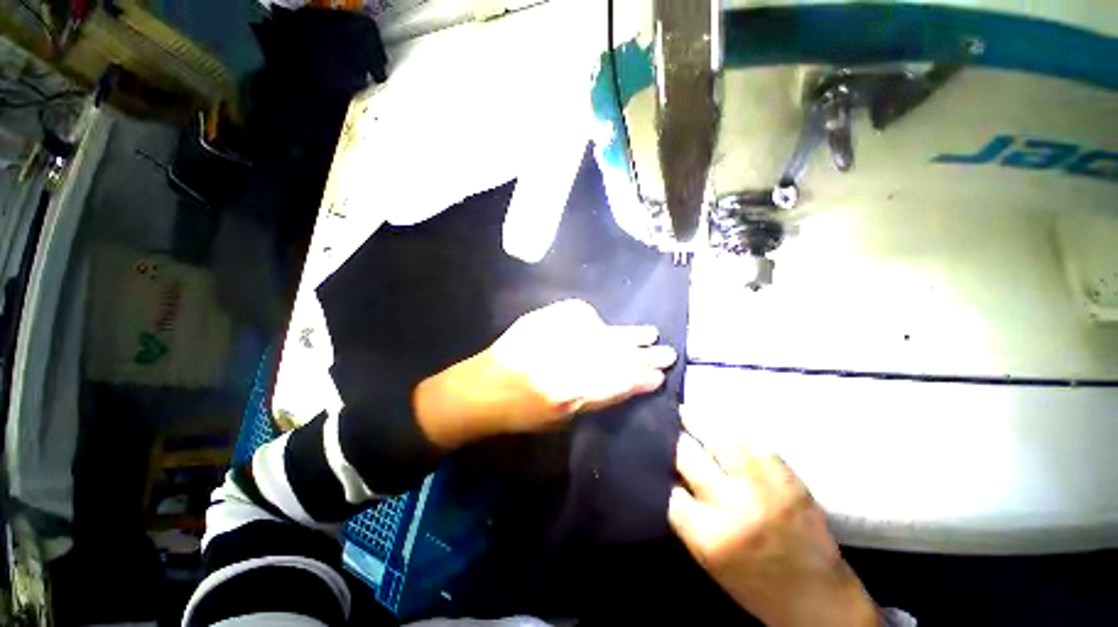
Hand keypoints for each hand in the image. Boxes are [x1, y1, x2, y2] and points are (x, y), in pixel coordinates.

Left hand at [415, 299, 676, 447]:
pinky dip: (595, 320)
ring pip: (599, 334)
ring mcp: (550, 336)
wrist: (480, 388)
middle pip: (611, 355)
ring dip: (626, 335)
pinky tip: (605, 325)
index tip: (659, 376)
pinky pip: (576, 314)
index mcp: (566, 394)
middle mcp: (561, 361)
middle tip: (666, 353)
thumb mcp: (561, 419)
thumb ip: (596, 399)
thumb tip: (628, 384)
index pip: (614, 382)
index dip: (639, 378)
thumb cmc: (520, 414)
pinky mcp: (539, 320)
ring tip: (649, 334)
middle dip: (641, 355)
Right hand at [668, 412, 876, 626]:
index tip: (654, 456)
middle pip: (687, 455)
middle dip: (674, 441)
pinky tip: (721, 426)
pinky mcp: (787, 475)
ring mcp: (763, 485)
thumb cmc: (753, 584)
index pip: (668, 486)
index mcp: (709, 534)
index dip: (659, 470)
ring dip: (698, 422)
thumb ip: (686, 514)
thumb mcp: (707, 557)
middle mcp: (733, 504)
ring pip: (718, 437)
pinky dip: (731, 432)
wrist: (818, 598)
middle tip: (666, 427)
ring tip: (686, 412)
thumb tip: (668, 472)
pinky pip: (750, 441)